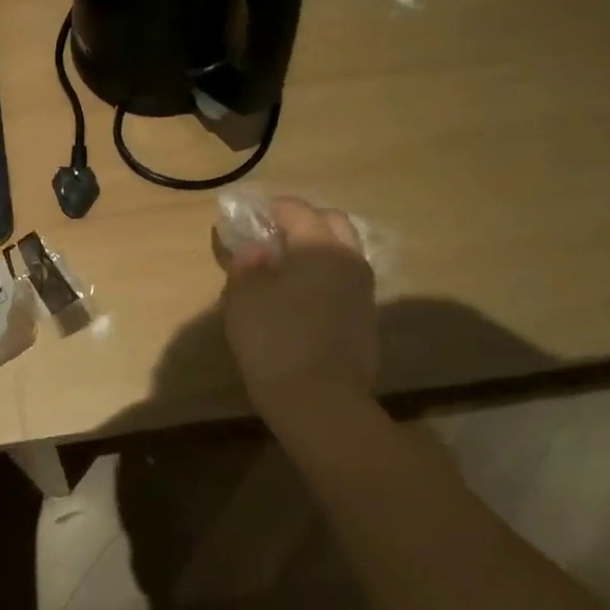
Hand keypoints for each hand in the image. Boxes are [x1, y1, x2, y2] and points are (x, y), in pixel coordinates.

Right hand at [222, 198, 378, 424]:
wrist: (320, 402)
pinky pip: (343, 282)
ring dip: (315, 250)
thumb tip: (256, 249)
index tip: (247, 215)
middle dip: (302, 221)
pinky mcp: (366, 319)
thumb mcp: (244, 297)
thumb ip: (247, 264)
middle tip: (271, 235)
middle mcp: (350, 261)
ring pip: (342, 253)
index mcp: (320, 247)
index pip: (297, 210)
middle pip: (331, 223)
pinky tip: (298, 297)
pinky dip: (323, 277)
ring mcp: (363, 292)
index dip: (269, 208)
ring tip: (282, 267)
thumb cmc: (274, 339)